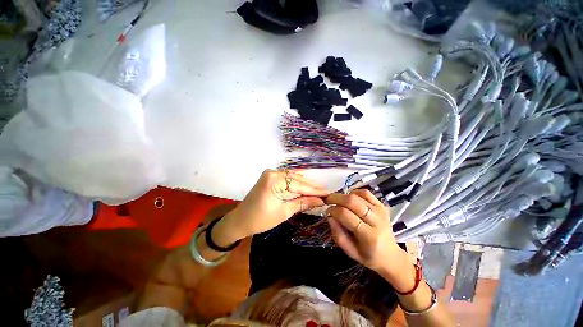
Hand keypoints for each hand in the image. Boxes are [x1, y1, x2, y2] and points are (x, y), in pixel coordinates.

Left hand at [214, 169, 329, 245]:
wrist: (240, 220)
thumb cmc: (260, 219)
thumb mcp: (284, 212)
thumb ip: (302, 203)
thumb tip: (320, 201)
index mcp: (274, 180)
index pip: (299, 185)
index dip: (314, 190)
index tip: (328, 194)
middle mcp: (273, 172)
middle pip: (297, 179)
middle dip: (311, 187)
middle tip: (325, 193)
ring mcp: (270, 173)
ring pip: (293, 177)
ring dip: (305, 184)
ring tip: (319, 191)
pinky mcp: (270, 177)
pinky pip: (287, 178)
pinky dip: (296, 183)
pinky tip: (306, 187)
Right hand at [325, 189, 414, 289]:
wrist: (391, 256)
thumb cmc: (368, 256)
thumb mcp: (350, 252)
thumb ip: (337, 234)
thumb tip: (329, 216)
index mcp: (368, 236)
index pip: (346, 215)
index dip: (333, 210)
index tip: (328, 212)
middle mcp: (376, 221)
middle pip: (352, 201)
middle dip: (336, 198)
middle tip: (328, 200)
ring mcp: (381, 211)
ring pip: (358, 195)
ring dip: (344, 195)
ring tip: (338, 200)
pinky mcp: (382, 206)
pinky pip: (366, 193)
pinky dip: (355, 192)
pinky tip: (349, 197)